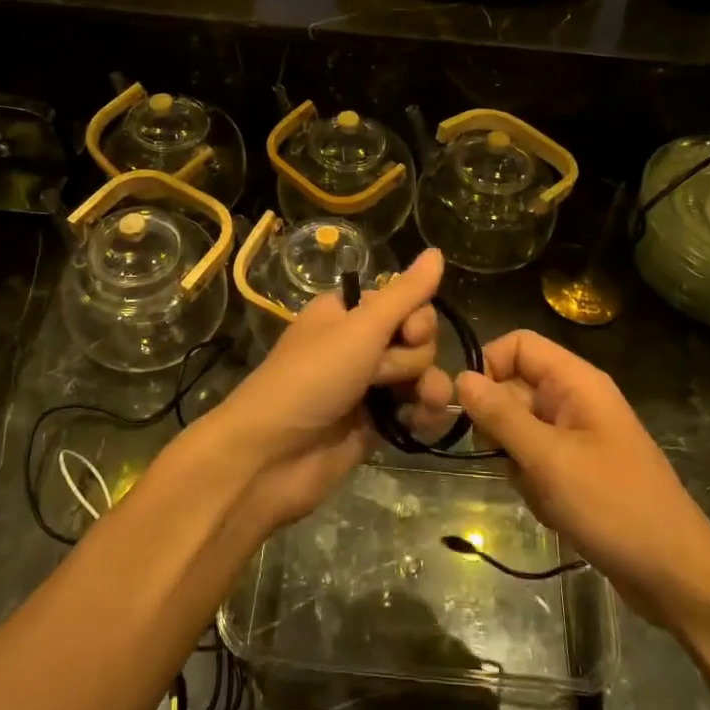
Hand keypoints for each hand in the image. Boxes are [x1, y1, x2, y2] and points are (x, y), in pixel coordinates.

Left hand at [205, 249, 455, 533]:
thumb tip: (437, 252)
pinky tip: (422, 424)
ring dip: (427, 387)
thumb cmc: (312, 378)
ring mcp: (366, 386)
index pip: (403, 301)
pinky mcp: (374, 424)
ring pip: (418, 375)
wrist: (272, 456)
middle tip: (383, 375)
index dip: (416, 318)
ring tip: (420, 404)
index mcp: (347, 313)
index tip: (409, 333)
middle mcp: (358, 344)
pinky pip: (413, 409)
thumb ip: (405, 294)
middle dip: (412, 358)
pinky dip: (422, 415)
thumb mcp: (360, 328)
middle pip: (415, 339)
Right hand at [455, 331, 709, 626]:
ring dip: (518, 463)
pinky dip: (534, 485)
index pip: (518, 345)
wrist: (675, 574)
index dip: (490, 367)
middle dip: (501, 428)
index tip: (473, 409)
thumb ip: (501, 415)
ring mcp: (578, 436)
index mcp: (576, 382)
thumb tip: (461, 377)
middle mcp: (576, 400)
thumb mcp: (548, 459)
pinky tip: (554, 512)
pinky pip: (536, 462)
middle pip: (514, 389)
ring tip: (542, 493)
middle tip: (509, 462)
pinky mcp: (578, 470)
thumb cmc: (612, 505)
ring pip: (520, 431)